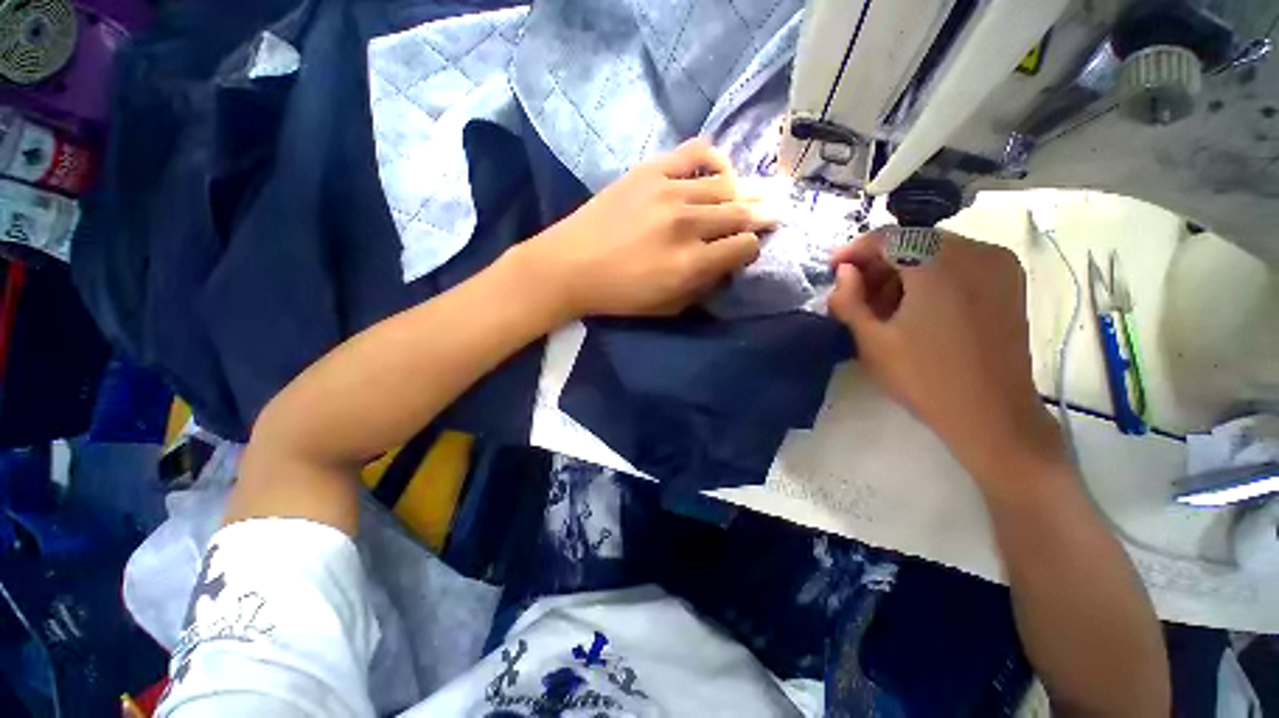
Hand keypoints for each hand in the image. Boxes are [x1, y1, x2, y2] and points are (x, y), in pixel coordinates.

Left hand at [521, 138, 773, 317]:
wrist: (569, 265)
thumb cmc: (618, 295)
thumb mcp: (666, 308)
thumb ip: (702, 288)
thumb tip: (726, 265)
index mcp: (690, 264)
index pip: (744, 246)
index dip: (751, 249)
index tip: (744, 251)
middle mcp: (687, 224)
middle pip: (741, 213)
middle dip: (757, 218)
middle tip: (763, 218)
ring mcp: (669, 192)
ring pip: (726, 184)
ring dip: (740, 194)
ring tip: (740, 200)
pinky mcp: (651, 171)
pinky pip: (696, 152)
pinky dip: (715, 160)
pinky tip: (718, 171)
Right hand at [828, 229, 1065, 483]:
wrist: (992, 415)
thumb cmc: (924, 378)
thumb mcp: (871, 341)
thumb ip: (848, 300)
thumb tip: (844, 273)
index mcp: (939, 265)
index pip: (887, 238)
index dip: (853, 251)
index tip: (833, 270)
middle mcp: (975, 251)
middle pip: (913, 241)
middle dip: (877, 263)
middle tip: (854, 292)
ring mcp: (997, 264)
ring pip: (935, 251)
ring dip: (902, 270)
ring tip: (882, 303)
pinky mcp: (1009, 280)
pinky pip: (958, 263)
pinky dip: (929, 275)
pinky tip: (914, 305)